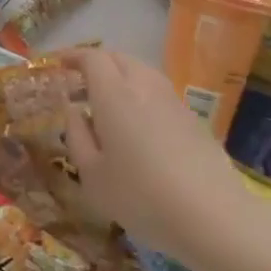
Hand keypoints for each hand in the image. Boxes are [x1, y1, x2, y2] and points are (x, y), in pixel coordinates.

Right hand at [59, 48, 248, 269]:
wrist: (212, 215)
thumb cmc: (141, 196)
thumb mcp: (93, 176)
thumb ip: (77, 136)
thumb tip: (73, 110)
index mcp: (114, 93)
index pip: (92, 58)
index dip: (73, 56)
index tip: (59, 62)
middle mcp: (144, 85)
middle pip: (118, 58)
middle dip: (96, 63)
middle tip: (80, 84)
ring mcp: (172, 99)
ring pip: (141, 72)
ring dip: (121, 77)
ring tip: (108, 104)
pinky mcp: (192, 117)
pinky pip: (158, 92)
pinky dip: (141, 95)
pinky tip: (138, 126)